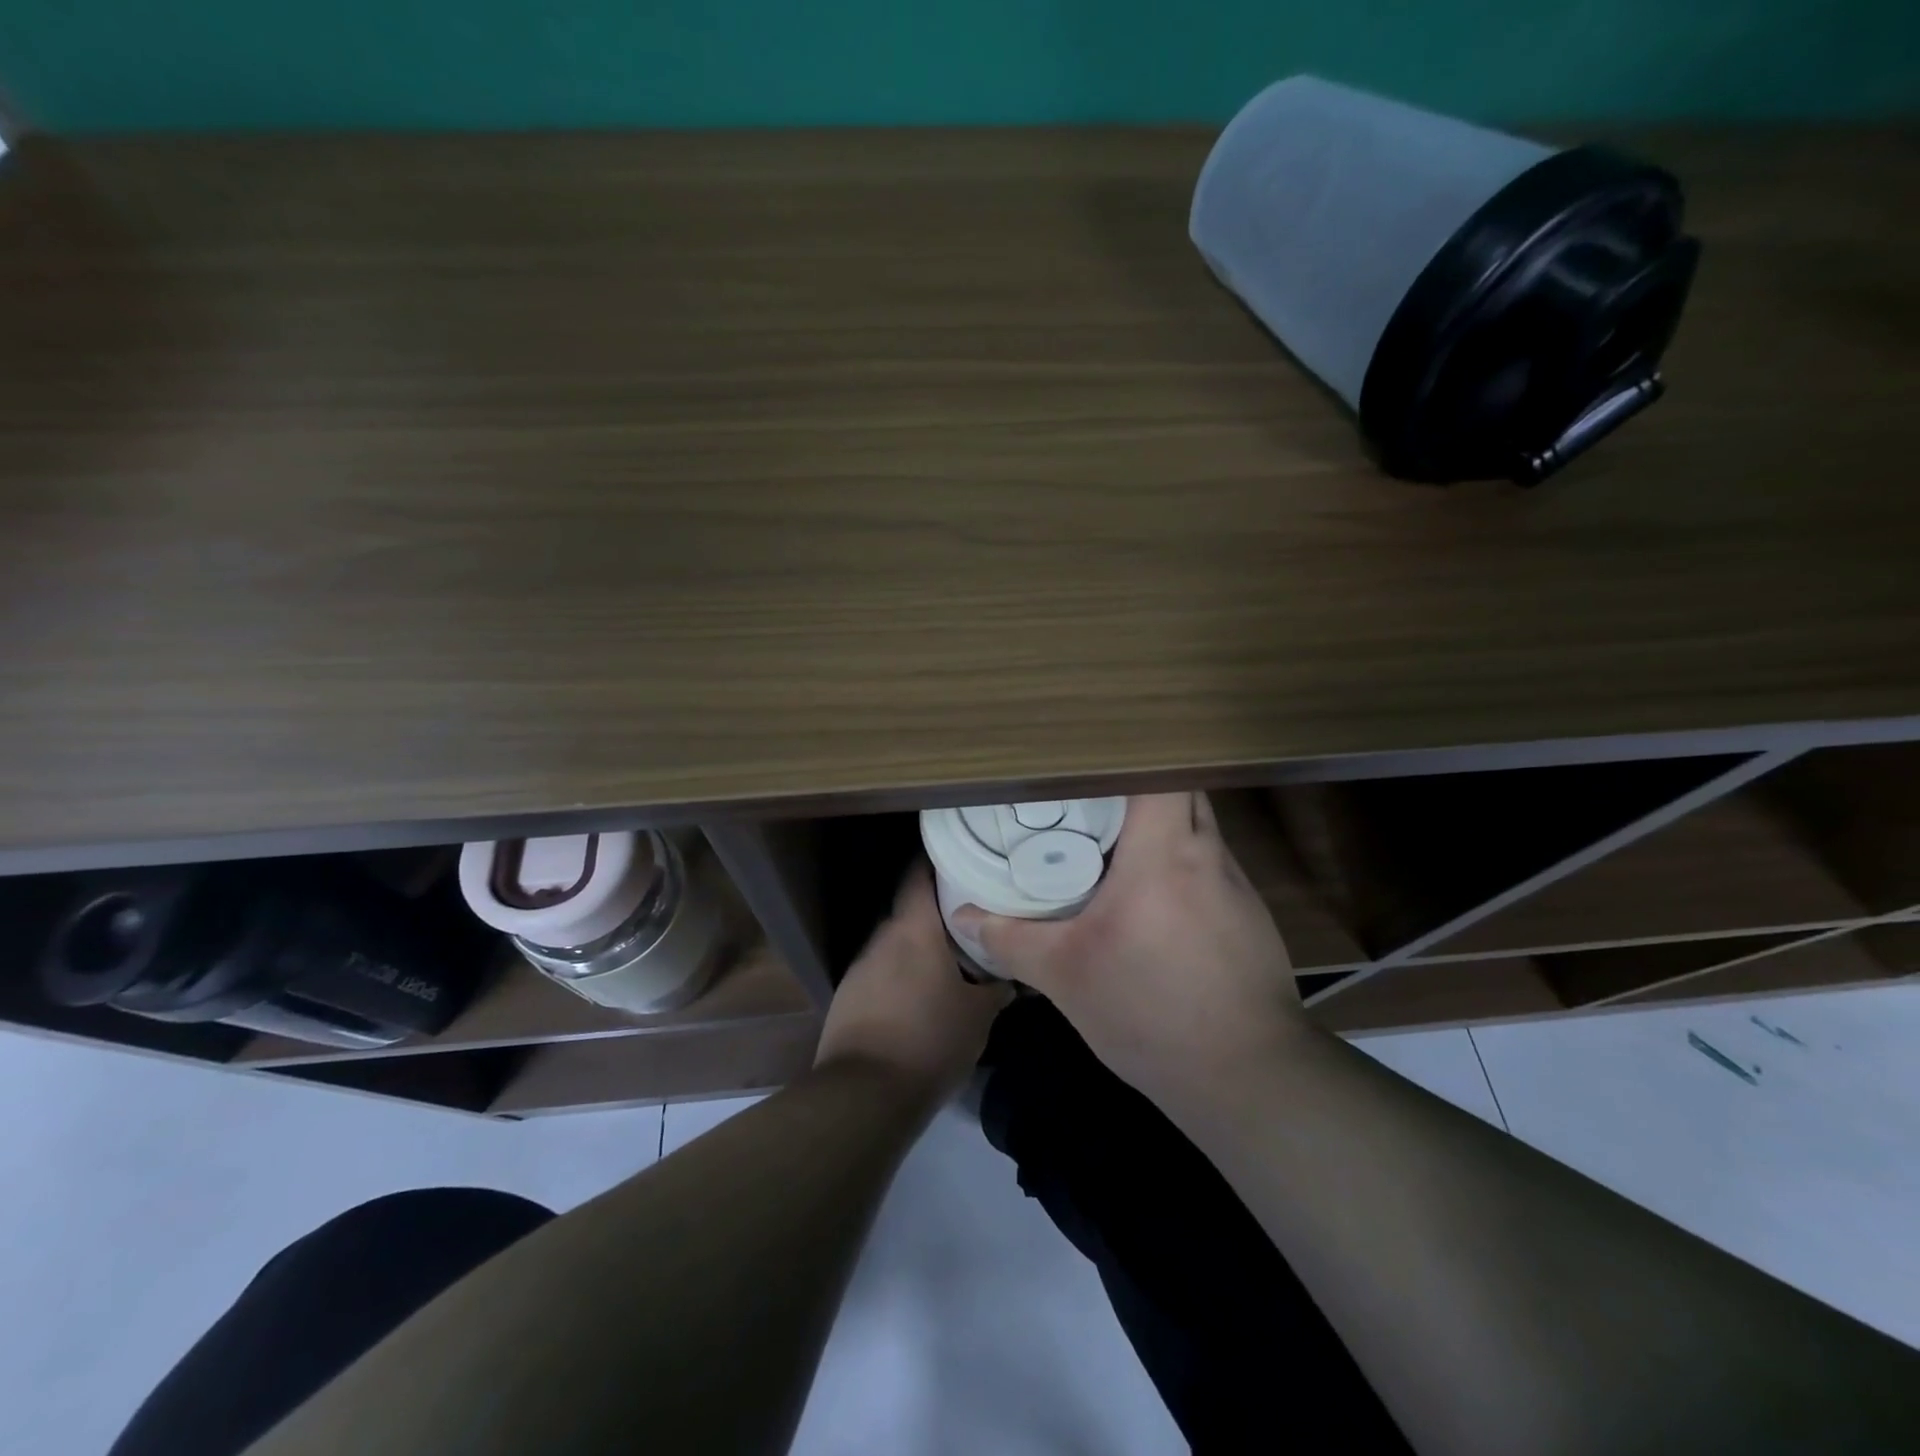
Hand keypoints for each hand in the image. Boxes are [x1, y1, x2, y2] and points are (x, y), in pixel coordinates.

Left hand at [815, 863, 1011, 1101]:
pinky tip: (919, 999)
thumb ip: (997, 988)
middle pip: (910, 911)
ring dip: (918, 949)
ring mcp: (860, 967)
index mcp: (913, 929)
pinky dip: (900, 976)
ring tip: (950, 962)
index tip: (962, 861)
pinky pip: (881, 973)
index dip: (937, 862)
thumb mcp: (978, 1017)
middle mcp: (882, 937)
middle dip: (937, 914)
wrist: (864, 1095)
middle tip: (970, 920)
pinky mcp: (848, 996)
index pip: (918, 875)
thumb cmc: (930, 1041)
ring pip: (896, 944)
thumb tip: (1013, 976)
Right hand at [949, 792, 1309, 1110]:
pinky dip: (1180, 864)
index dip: (1125, 758)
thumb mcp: (1066, 976)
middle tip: (1088, 805)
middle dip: (1137, 788)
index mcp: (1165, 852)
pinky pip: (1209, 865)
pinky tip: (1154, 902)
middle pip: (1180, 789)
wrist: (1247, 1078)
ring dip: (1160, 828)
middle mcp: (1208, 853)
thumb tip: (963, 915)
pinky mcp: (1250, 915)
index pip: (1160, 771)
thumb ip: (1011, 938)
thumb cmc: (1150, 1012)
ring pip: (1197, 828)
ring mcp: (1238, 884)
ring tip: (1114, 848)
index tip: (1085, 765)